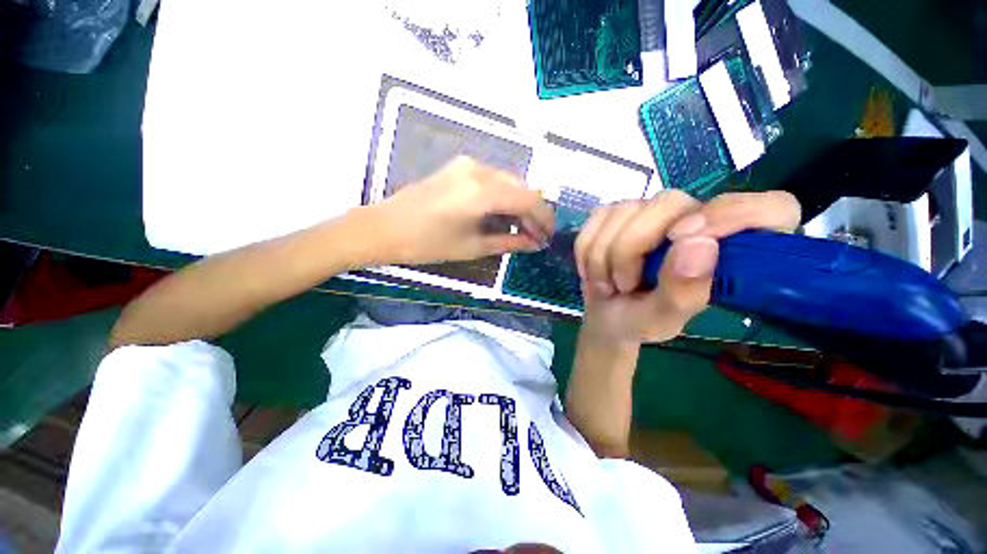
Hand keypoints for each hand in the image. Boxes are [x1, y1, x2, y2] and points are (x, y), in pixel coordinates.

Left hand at [370, 157, 554, 264]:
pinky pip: (492, 180)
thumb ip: (509, 242)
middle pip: (521, 188)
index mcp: (483, 191)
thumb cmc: (427, 243)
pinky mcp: (459, 167)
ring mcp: (468, 165)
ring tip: (520, 230)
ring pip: (508, 183)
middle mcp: (479, 170)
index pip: (529, 200)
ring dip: (518, 205)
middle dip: (533, 213)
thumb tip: (535, 243)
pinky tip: (501, 216)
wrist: (384, 227)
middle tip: (535, 236)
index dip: (544, 219)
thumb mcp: (473, 247)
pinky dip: (503, 198)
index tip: (549, 237)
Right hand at [575, 190, 799, 343]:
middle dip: (631, 249)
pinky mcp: (615, 212)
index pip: (771, 208)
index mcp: (729, 247)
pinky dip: (587, 249)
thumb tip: (699, 243)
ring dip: (604, 256)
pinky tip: (594, 268)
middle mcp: (694, 216)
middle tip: (624, 285)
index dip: (736, 213)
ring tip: (609, 283)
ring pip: (622, 211)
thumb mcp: (664, 319)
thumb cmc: (641, 320)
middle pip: (668, 203)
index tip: (683, 239)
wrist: (606, 316)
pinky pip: (596, 219)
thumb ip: (685, 290)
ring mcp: (649, 209)